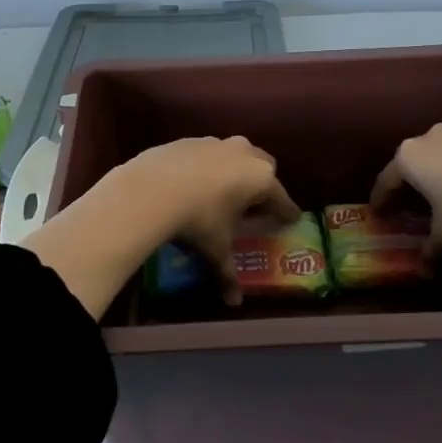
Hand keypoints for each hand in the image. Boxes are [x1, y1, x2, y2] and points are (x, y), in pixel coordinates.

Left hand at [115, 137, 299, 304]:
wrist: (150, 190)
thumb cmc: (197, 220)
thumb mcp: (216, 250)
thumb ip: (228, 274)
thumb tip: (234, 302)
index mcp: (260, 178)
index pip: (281, 198)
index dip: (286, 212)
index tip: (291, 218)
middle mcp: (244, 153)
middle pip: (263, 167)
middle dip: (262, 185)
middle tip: (256, 205)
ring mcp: (215, 143)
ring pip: (234, 155)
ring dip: (234, 172)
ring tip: (223, 194)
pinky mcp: (188, 140)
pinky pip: (206, 154)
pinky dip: (206, 167)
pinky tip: (193, 184)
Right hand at [370, 124, 441, 296]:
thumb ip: (430, 251)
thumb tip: (425, 272)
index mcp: (409, 156)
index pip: (386, 181)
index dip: (380, 200)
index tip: (377, 214)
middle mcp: (428, 138)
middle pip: (410, 165)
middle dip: (406, 186)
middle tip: (404, 208)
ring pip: (436, 158)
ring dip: (432, 177)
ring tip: (436, 199)